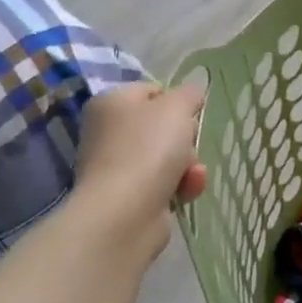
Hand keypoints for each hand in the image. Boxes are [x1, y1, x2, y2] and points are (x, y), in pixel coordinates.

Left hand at [70, 80, 206, 253]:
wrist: (125, 212)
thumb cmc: (149, 148)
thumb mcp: (177, 107)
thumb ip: (189, 93)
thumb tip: (192, 90)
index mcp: (111, 102)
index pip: (152, 91)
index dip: (177, 101)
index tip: (192, 114)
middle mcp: (108, 132)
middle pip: (163, 127)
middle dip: (186, 138)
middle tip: (190, 144)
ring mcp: (117, 166)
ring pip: (169, 156)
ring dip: (189, 164)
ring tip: (191, 174)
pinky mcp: (129, 195)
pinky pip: (165, 182)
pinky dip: (181, 185)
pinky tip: (187, 191)